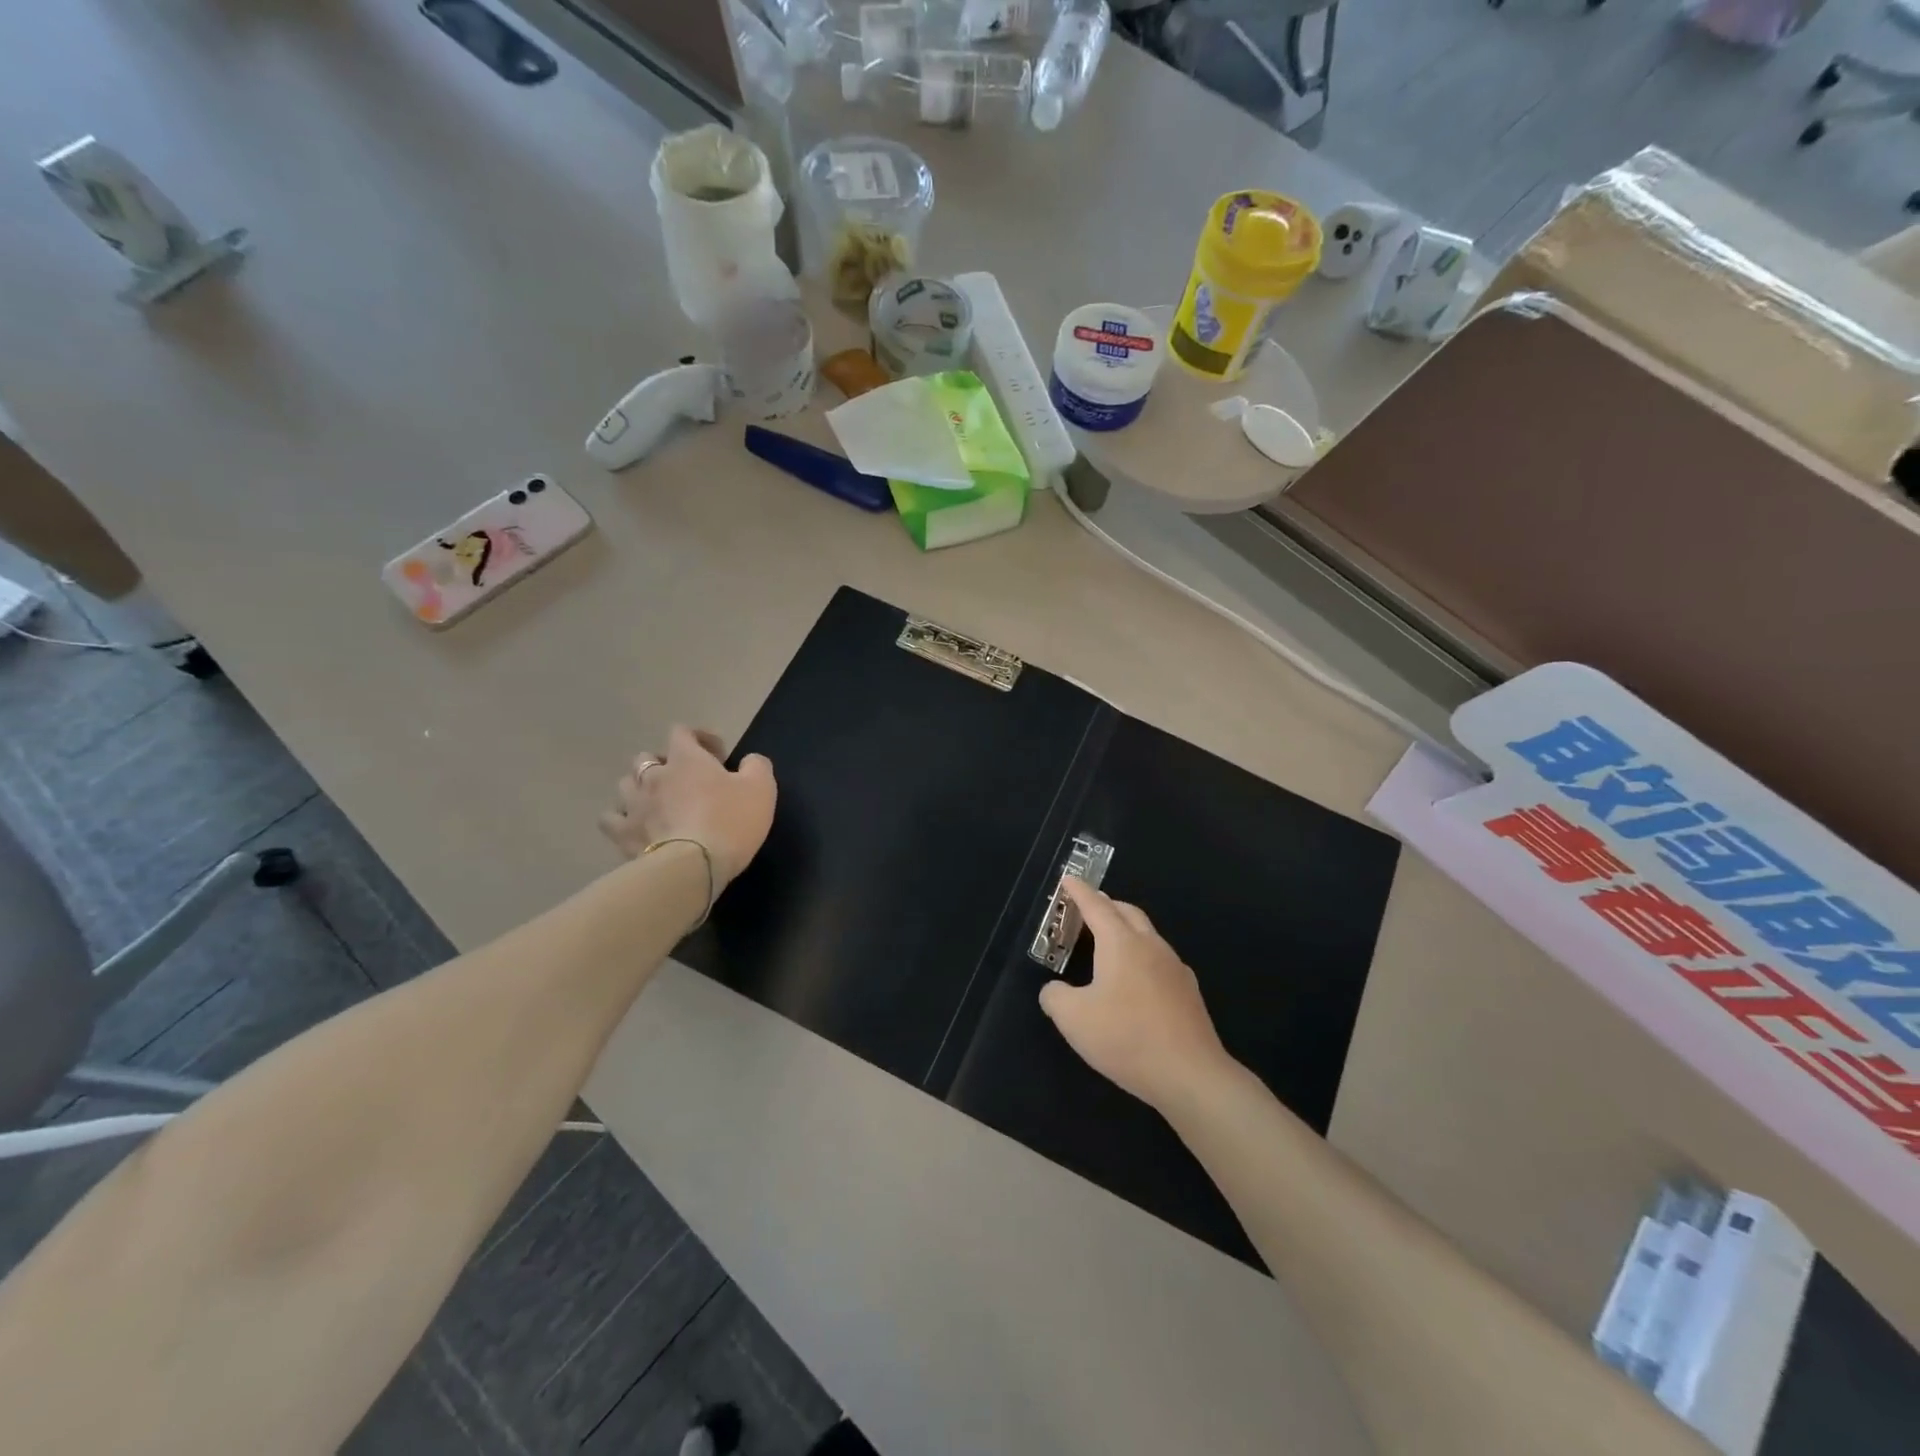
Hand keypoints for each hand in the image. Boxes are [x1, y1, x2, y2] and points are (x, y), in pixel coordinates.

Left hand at [599, 726, 775, 888]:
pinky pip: (611, 818)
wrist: (693, 866)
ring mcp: (633, 804)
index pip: (682, 732)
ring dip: (640, 788)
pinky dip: (621, 818)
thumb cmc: (730, 821)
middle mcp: (653, 775)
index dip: (699, 738)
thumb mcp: (761, 788)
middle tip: (685, 781)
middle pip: (647, 757)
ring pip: (625, 784)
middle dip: (665, 764)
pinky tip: (634, 826)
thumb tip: (748, 761)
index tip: (718, 756)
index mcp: (686, 759)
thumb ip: (756, 766)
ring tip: (657, 803)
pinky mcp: (622, 833)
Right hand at [1038, 878, 1235, 1112]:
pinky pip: (1160, 960)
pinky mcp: (1188, 992)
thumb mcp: (1074, 1019)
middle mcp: (1150, 946)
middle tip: (1086, 909)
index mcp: (1121, 943)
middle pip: (1127, 912)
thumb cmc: (1126, 1038)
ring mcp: (1174, 968)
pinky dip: (1141, 956)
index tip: (1068, 879)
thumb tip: (1054, 991)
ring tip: (1108, 944)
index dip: (1079, 892)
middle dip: (1106, 904)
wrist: (1191, 1075)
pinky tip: (1136, 980)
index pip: (1096, 906)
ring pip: (1147, 934)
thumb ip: (1055, 997)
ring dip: (1126, 929)